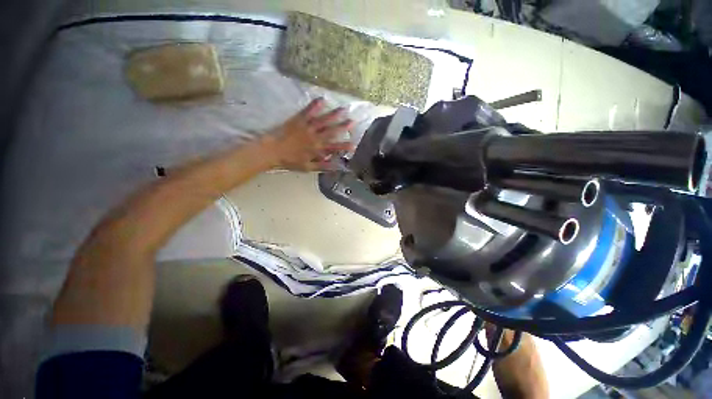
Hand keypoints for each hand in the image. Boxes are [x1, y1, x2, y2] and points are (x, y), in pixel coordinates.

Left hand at [263, 98, 353, 170]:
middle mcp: (315, 137)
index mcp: (317, 149)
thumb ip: (322, 166)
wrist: (273, 151)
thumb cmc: (290, 161)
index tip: (354, 144)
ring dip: (334, 114)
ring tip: (343, 109)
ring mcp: (307, 127)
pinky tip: (322, 99)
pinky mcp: (299, 120)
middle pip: (331, 131)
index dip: (345, 146)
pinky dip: (315, 105)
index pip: (334, 147)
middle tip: (353, 121)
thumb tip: (336, 166)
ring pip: (323, 120)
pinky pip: (308, 111)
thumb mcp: (307, 167)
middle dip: (343, 126)